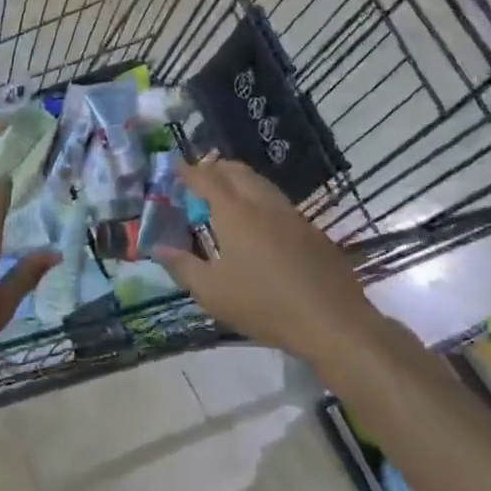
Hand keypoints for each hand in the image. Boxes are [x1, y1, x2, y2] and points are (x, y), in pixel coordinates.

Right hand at [151, 157, 385, 364]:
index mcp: (235, 213)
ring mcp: (293, 216)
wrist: (331, 321)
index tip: (175, 168)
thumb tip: (159, 248)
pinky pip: (279, 204)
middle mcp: (264, 204)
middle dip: (216, 168)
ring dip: (240, 182)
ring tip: (226, 196)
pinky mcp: (312, 232)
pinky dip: (260, 201)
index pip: (207, 179)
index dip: (189, 171)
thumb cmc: (263, 304)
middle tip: (200, 178)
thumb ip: (182, 266)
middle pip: (237, 172)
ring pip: (262, 185)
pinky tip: (259, 225)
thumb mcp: (211, 292)